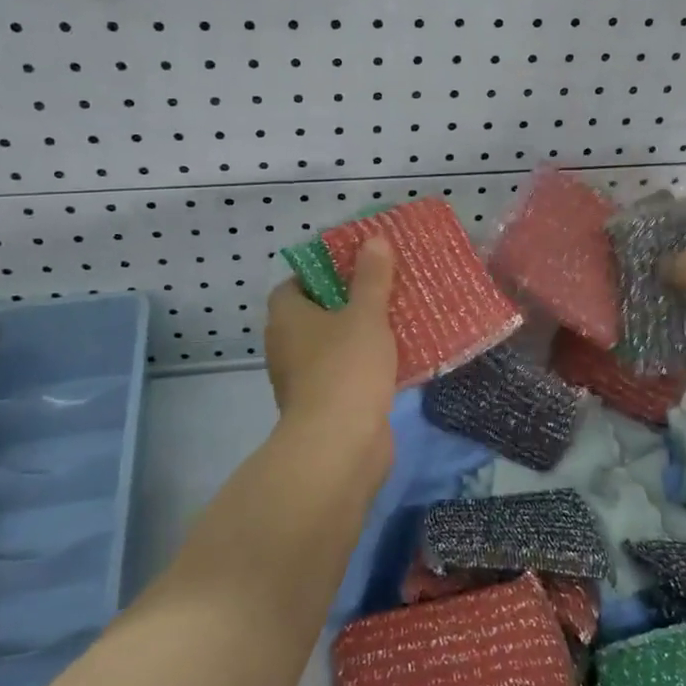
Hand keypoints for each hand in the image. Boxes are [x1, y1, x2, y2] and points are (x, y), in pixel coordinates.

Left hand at [264, 237, 398, 437]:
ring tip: (397, 317)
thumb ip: (371, 278)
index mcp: (286, 318)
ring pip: (333, 345)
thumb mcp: (365, 315)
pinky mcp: (325, 405)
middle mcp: (286, 346)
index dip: (322, 272)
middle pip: (316, 314)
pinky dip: (366, 365)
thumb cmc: (346, 369)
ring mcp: (304, 379)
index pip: (295, 284)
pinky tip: (399, 357)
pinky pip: (346, 373)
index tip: (355, 265)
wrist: (339, 446)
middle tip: (383, 287)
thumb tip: (373, 239)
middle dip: (348, 301)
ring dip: (359, 334)